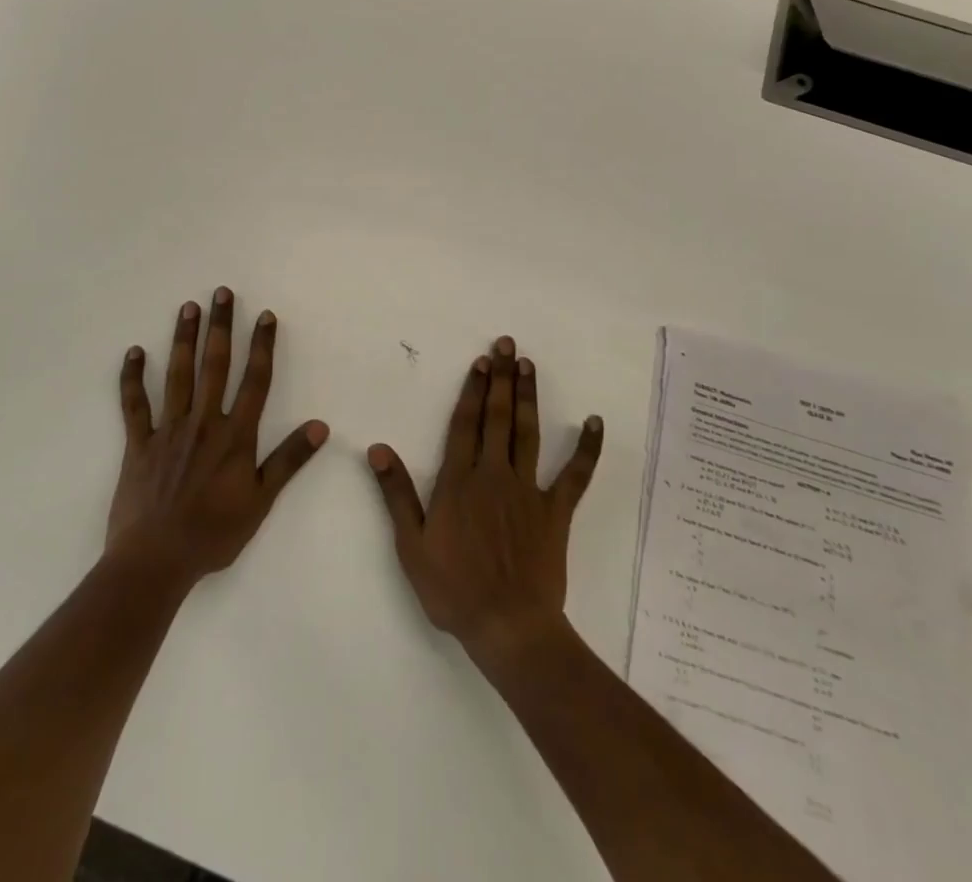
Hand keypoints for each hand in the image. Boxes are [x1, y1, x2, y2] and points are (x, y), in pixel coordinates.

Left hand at [107, 289, 328, 587]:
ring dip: (184, 339)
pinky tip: (134, 352)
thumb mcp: (261, 501)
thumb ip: (289, 460)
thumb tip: (320, 426)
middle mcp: (203, 422)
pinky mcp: (138, 443)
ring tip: (188, 307)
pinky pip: (134, 404)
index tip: (265, 315)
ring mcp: (168, 430)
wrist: (156, 560)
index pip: (254, 381)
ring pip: (178, 375)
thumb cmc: (213, 534)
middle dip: (220, 327)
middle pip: (215, 365)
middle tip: (221, 292)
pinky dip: (132, 377)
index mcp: (235, 436)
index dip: (262, 346)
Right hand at [368, 335, 602, 661]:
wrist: (508, 628)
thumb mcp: (411, 545)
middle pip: (498, 417)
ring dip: (529, 397)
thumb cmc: (453, 589)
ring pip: (528, 433)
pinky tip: (594, 421)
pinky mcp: (555, 512)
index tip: (482, 361)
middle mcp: (494, 475)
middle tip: (508, 344)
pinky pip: (575, 475)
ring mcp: (528, 491)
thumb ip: (396, 493)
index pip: (466, 424)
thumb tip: (378, 449)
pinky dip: (586, 449)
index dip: (473, 389)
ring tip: (530, 365)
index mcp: (459, 482)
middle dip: (502, 378)